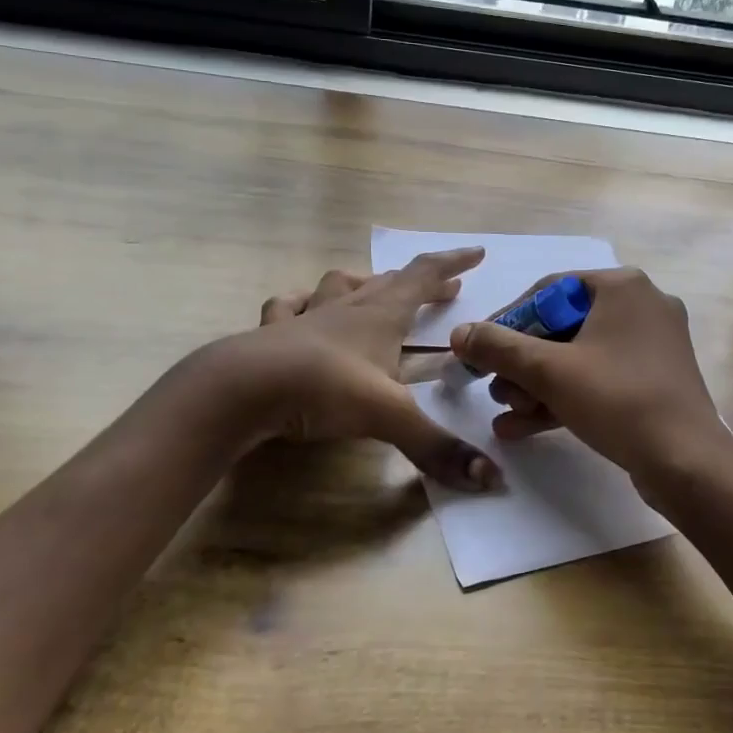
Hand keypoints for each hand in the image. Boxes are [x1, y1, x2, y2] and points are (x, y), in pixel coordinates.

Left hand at [210, 248, 498, 490]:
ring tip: (375, 287)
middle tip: (446, 286)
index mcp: (380, 315)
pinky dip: (301, 303)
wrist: (241, 388)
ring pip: (340, 287)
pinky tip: (300, 307)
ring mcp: (306, 317)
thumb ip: (437, 447)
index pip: (423, 276)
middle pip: (390, 282)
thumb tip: (491, 479)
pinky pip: (288, 306)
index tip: (477, 253)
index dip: (452, 262)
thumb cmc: (323, 388)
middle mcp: (347, 308)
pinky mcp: (272, 334)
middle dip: (422, 282)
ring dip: (364, 284)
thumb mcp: (388, 417)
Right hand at [448, 267, 732, 503]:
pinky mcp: (655, 379)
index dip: (507, 321)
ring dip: (538, 385)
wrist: (687, 463)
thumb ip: (499, 348)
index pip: (548, 291)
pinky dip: (566, 397)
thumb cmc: (618, 400)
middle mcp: (641, 305)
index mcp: (622, 287)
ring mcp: (652, 344)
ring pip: (579, 357)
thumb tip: (459, 332)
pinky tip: (525, 428)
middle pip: (563, 326)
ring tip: (507, 414)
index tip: (480, 350)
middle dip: (523, 364)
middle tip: (495, 390)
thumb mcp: (550, 372)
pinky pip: (600, 378)